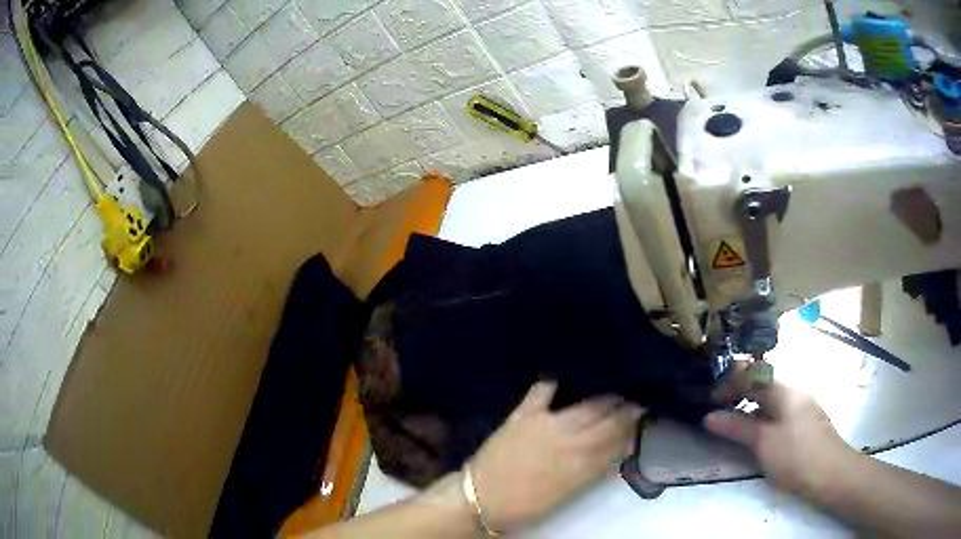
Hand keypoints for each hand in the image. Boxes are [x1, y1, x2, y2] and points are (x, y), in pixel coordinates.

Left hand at [468, 382, 642, 530]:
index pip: (618, 441)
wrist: (482, 498)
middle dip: (625, 409)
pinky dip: (553, 382)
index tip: (643, 415)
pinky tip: (562, 373)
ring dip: (605, 397)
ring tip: (615, 390)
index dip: (633, 428)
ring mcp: (547, 424)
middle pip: (607, 420)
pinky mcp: (523, 415)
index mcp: (583, 465)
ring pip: (586, 406)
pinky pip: (541, 392)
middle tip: (636, 399)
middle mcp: (571, 441)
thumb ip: (593, 470)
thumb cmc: (526, 504)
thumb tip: (617, 450)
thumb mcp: (568, 492)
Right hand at [704, 364, 856, 498]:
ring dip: (749, 406)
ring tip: (731, 422)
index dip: (730, 382)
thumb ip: (737, 427)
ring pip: (770, 400)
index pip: (753, 375)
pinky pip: (777, 412)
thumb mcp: (763, 443)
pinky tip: (755, 434)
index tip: (710, 398)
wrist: (830, 473)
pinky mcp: (805, 423)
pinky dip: (761, 418)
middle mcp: (794, 392)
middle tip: (717, 409)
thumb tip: (709, 416)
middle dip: (738, 392)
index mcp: (785, 391)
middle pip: (762, 384)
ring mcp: (801, 407)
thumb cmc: (796, 455)